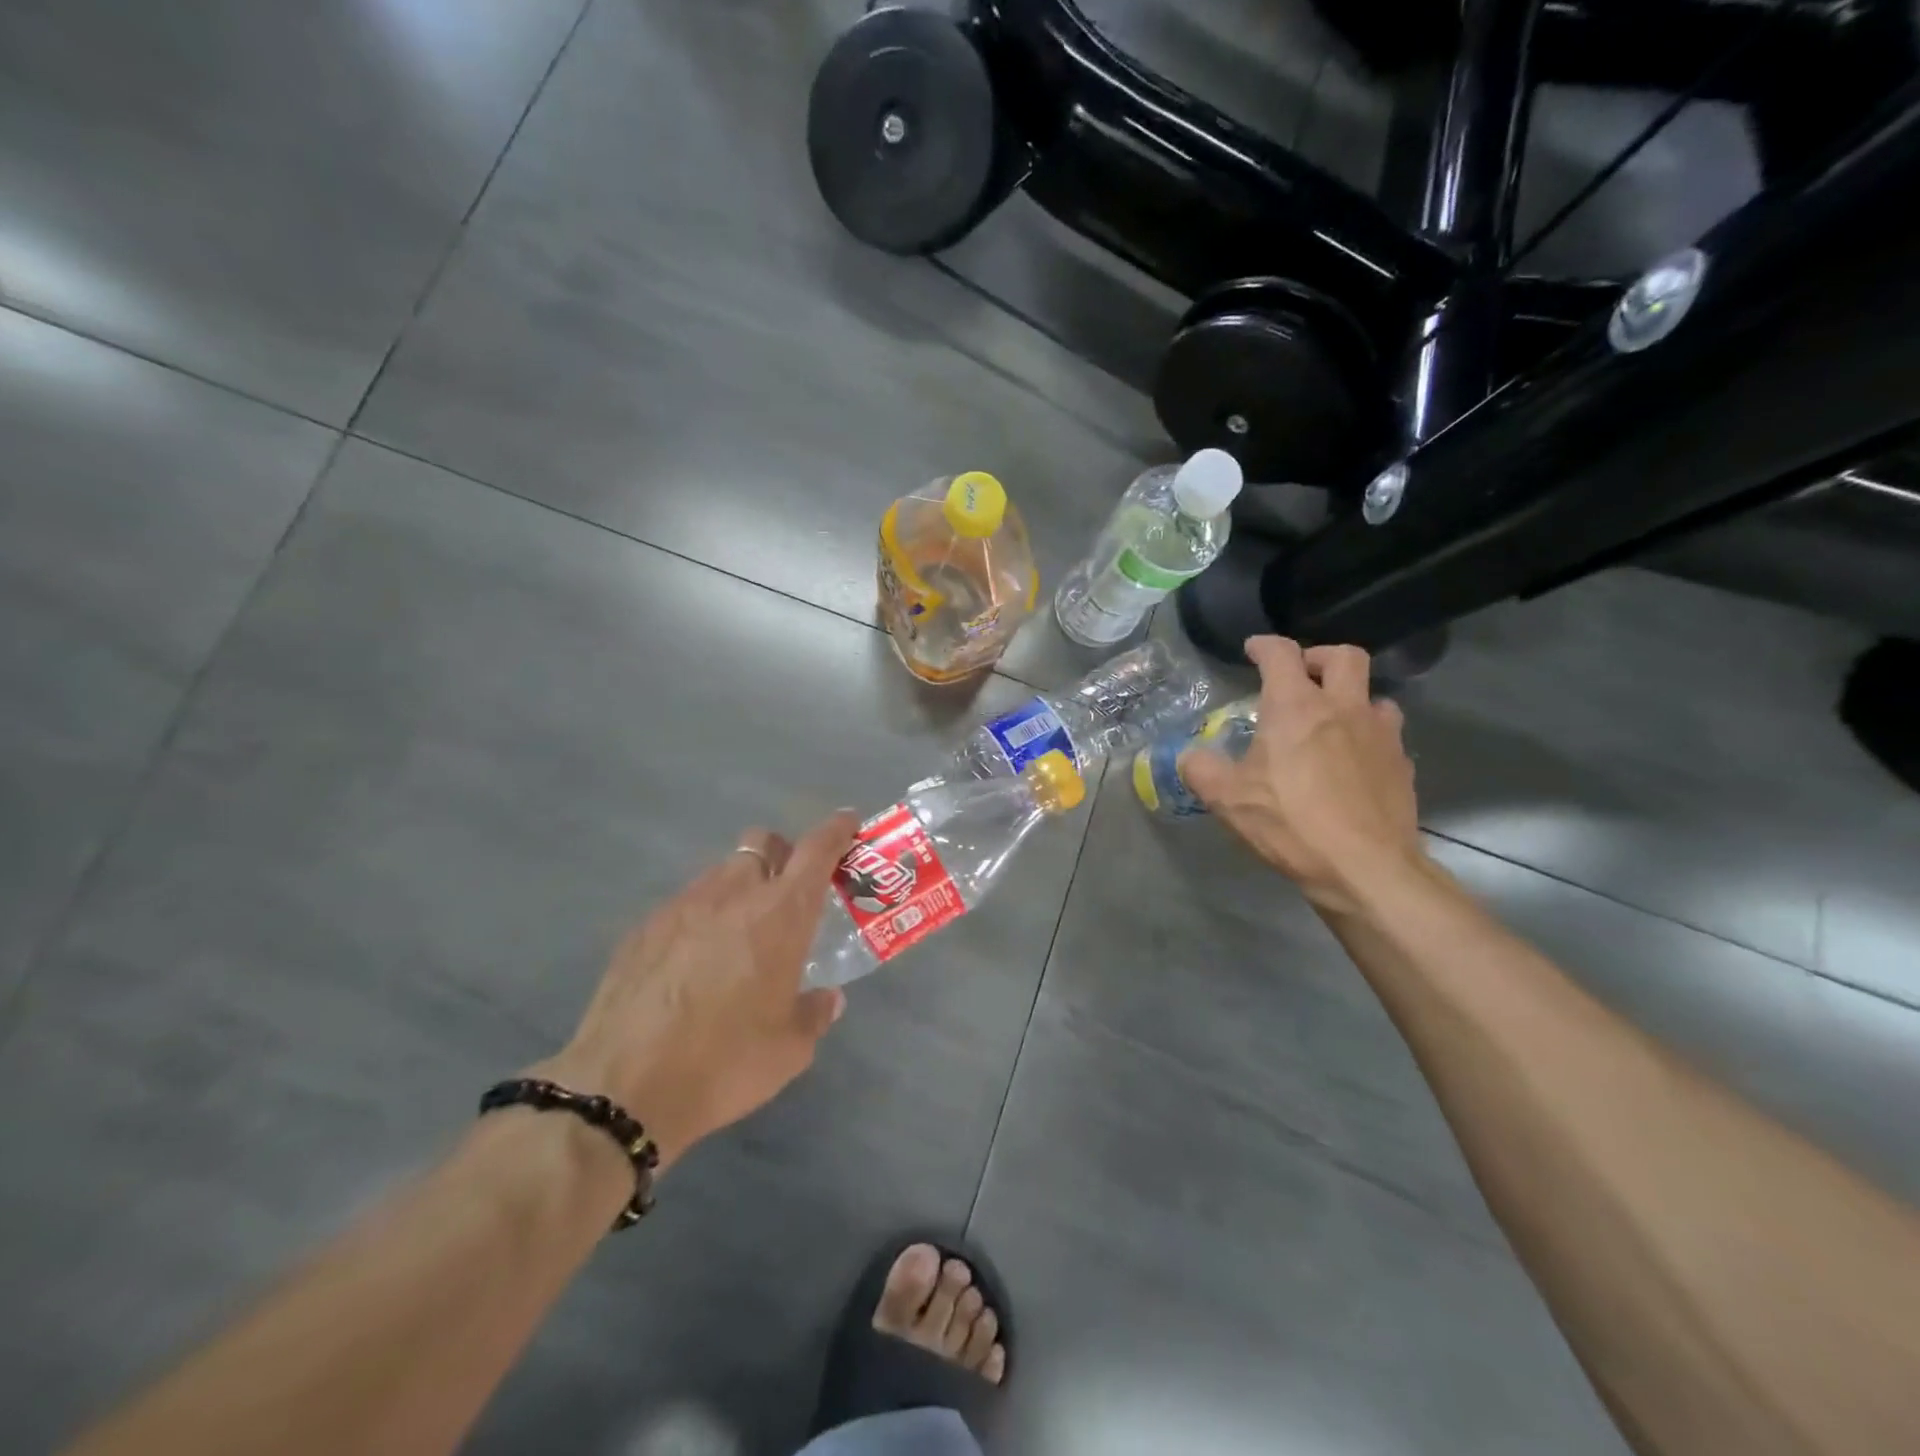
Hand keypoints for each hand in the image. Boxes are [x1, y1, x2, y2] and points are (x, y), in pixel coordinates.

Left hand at [531, 812, 858, 1169]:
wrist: (623, 1087)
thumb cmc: (726, 1062)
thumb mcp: (789, 1049)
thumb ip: (814, 1013)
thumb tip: (827, 999)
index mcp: (780, 914)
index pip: (817, 850)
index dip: (836, 830)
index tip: (847, 823)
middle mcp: (733, 894)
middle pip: (762, 843)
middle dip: (782, 854)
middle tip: (789, 892)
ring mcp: (682, 905)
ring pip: (721, 872)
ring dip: (740, 887)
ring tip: (738, 934)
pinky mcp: (644, 928)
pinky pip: (685, 904)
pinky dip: (702, 917)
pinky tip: (693, 962)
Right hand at [1181, 637, 1422, 913]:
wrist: (1365, 868)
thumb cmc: (1290, 824)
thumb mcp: (1226, 798)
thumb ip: (1201, 769)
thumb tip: (1190, 756)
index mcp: (1296, 707)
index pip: (1282, 654)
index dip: (1264, 645)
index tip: (1253, 650)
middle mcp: (1343, 708)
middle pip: (1344, 656)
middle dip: (1319, 657)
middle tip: (1300, 676)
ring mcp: (1380, 735)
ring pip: (1373, 695)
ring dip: (1350, 698)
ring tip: (1331, 722)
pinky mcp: (1402, 765)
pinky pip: (1387, 734)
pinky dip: (1368, 735)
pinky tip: (1353, 761)